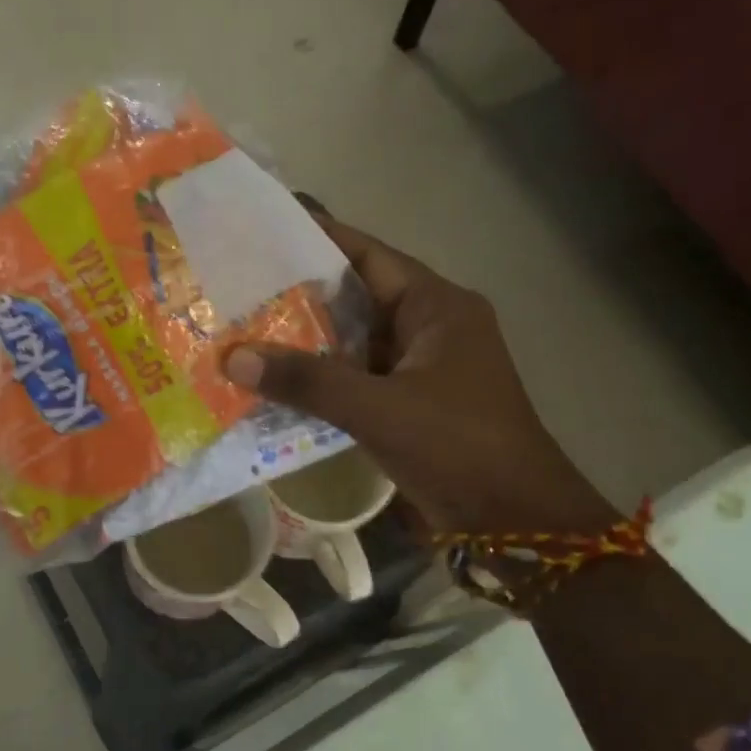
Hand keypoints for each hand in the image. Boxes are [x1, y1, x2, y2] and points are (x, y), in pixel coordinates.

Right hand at [225, 214, 613, 535]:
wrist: (515, 522)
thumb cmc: (459, 447)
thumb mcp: (379, 409)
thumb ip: (308, 382)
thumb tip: (235, 359)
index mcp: (437, 307)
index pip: (369, 256)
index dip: (319, 239)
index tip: (265, 229)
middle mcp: (430, 329)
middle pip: (356, 299)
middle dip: (300, 296)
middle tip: (238, 287)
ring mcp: (421, 370)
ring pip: (354, 344)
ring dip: (307, 344)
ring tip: (244, 332)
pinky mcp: (411, 406)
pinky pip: (357, 381)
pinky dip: (321, 382)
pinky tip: (276, 386)